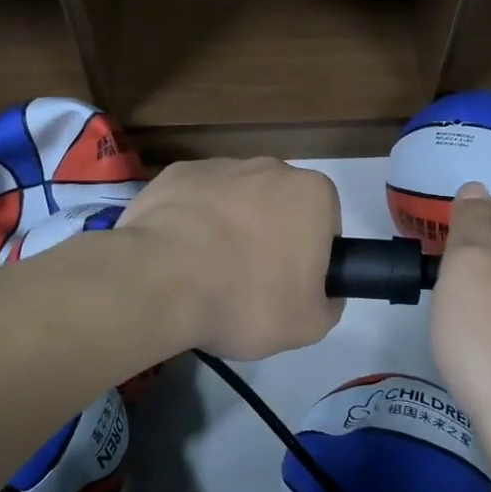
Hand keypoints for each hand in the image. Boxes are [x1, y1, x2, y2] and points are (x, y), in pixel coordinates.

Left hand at [118, 158, 342, 360]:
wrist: (162, 281)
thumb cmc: (248, 299)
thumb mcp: (308, 325)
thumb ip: (328, 304)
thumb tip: (323, 294)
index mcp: (312, 194)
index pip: (324, 226)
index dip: (310, 259)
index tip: (290, 287)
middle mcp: (270, 167)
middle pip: (279, 207)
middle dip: (270, 238)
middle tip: (251, 284)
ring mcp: (219, 166)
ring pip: (235, 201)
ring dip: (229, 228)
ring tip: (208, 273)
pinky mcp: (176, 174)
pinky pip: (194, 200)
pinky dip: (191, 222)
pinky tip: (179, 256)